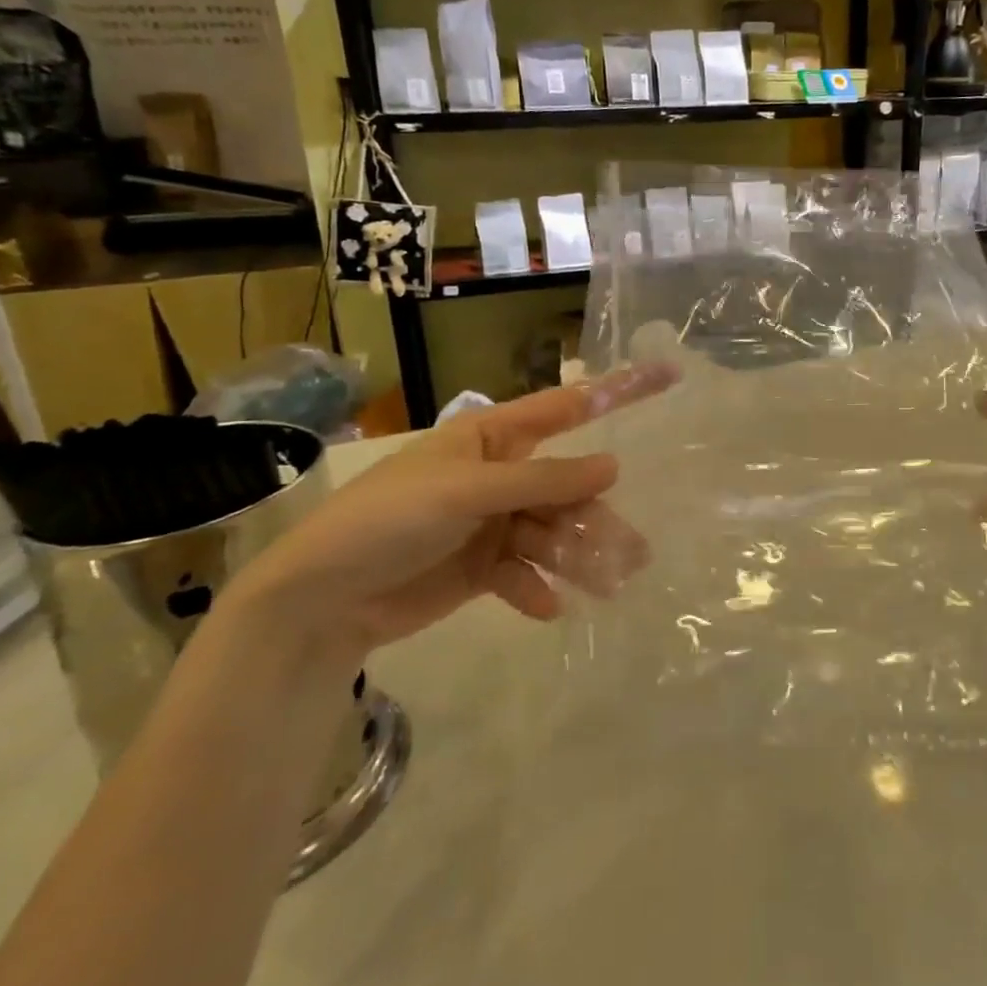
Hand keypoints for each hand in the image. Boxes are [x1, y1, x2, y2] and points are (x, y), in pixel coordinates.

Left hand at [224, 364, 676, 663]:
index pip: (566, 407)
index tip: (668, 377)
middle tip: (634, 552)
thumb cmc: (389, 520)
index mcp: (492, 437)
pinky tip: (547, 608)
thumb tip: (613, 466)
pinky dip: (536, 588)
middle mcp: (498, 474)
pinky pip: (523, 572)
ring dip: (575, 558)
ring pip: (551, 532)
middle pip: (566, 487)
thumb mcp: (466, 493)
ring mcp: (490, 521)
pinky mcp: (480, 566)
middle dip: (596, 517)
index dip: (616, 393)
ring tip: (605, 586)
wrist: (319, 600)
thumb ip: (542, 480)